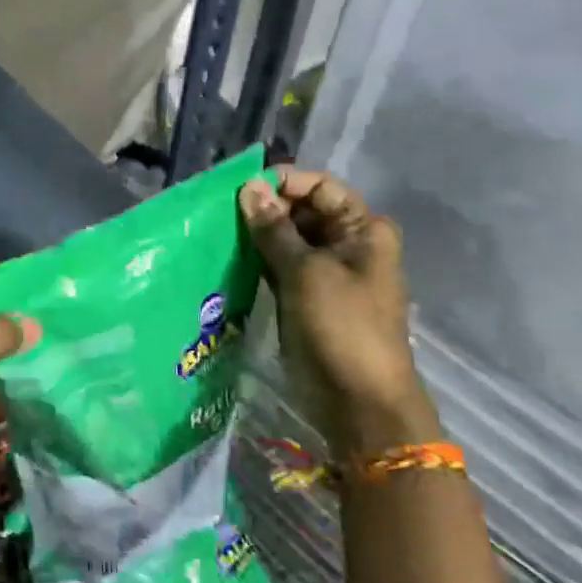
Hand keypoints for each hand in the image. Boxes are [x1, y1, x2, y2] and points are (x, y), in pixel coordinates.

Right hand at [238, 168, 438, 457]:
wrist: (358, 400)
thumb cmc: (340, 326)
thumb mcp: (305, 271)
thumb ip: (274, 229)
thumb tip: (249, 186)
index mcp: (362, 229)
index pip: (320, 187)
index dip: (284, 182)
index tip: (242, 187)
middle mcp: (347, 244)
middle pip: (303, 210)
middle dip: (266, 207)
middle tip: (222, 211)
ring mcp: (326, 272)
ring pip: (287, 239)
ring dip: (258, 234)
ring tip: (219, 230)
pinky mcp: (306, 297)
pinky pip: (280, 266)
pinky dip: (258, 259)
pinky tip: (229, 256)